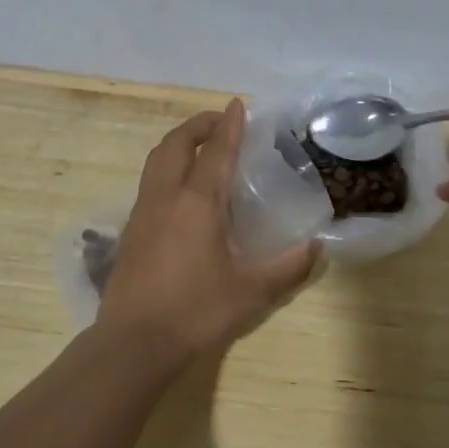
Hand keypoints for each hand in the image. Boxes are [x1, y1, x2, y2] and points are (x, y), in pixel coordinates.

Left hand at [100, 100, 320, 362]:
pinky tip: (179, 191)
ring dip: (178, 144)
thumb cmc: (196, 311)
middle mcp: (167, 197)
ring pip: (156, 161)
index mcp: (198, 202)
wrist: (134, 342)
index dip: (230, 126)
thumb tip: (318, 247)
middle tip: (218, 122)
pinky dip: (166, 169)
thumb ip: (288, 267)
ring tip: (198, 148)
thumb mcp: (252, 292)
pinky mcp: (130, 231)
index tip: (237, 105)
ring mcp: (143, 212)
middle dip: (197, 125)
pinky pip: (149, 183)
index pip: (216, 151)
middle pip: (176, 144)